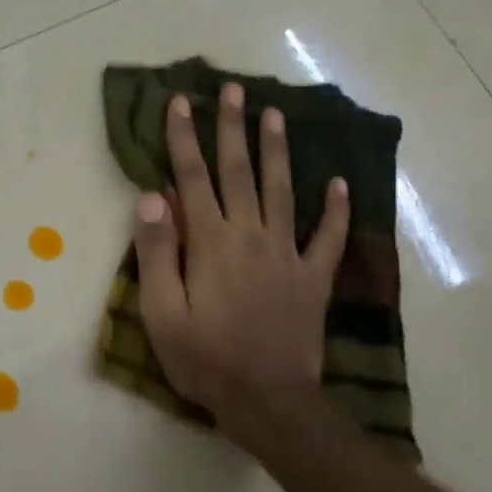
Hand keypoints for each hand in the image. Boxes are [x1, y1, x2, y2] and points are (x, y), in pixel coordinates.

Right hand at [132, 85, 350, 438]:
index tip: (181, 102)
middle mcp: (250, 235)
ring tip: (277, 115)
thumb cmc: (204, 358)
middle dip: (233, 127)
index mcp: (210, 241)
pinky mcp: (312, 278)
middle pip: (239, 171)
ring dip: (277, 151)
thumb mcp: (161, 312)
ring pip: (282, 190)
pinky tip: (340, 183)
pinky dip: (335, 210)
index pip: (192, 177)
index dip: (184, 137)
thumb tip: (151, 197)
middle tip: (235, 89)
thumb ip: (157, 252)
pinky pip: (327, 237)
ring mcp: (286, 254)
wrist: (268, 402)